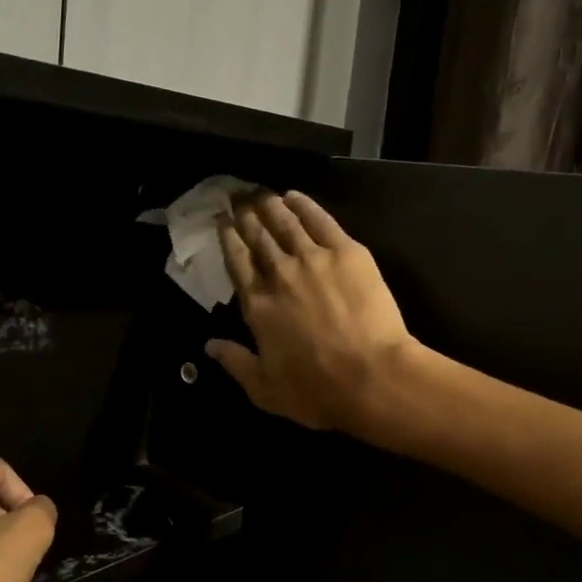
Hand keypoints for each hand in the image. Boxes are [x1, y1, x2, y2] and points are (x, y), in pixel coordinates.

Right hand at [207, 191, 416, 432]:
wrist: (372, 376)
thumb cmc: (317, 389)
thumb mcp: (264, 389)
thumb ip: (235, 363)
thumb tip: (209, 345)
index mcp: (257, 305)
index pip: (237, 262)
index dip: (228, 239)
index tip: (222, 223)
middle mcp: (279, 274)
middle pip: (257, 237)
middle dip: (245, 216)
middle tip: (237, 197)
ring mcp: (313, 259)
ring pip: (285, 222)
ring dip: (270, 205)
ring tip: (260, 192)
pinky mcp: (347, 252)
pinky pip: (320, 220)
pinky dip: (304, 205)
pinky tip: (294, 196)